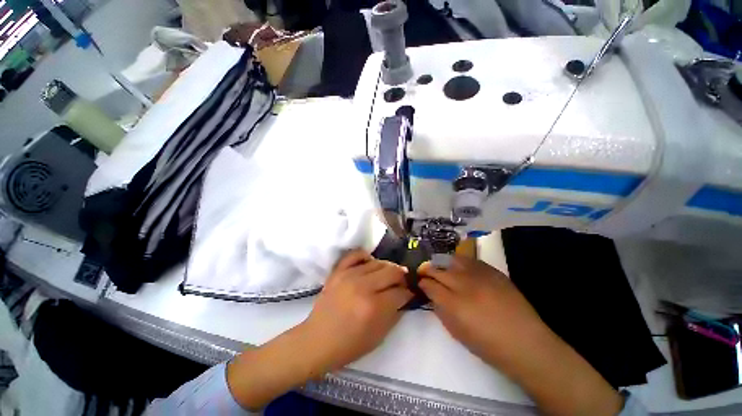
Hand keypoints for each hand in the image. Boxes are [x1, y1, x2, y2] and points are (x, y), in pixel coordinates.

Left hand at [227, 250, 411, 409]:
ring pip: (378, 262)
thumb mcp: (379, 336)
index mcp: (374, 307)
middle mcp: (363, 286)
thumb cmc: (349, 345)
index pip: (400, 292)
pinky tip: (370, 264)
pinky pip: (355, 255)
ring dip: (387, 268)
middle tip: (401, 283)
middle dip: (402, 277)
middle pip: (392, 272)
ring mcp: (349, 275)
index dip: (408, 293)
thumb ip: (395, 314)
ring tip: (388, 275)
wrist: (316, 340)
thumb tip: (404, 297)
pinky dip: (366, 257)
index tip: (409, 294)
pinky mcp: (338, 271)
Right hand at [419, 257, 623, 415]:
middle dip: (428, 270)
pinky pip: (470, 260)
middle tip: (424, 271)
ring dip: (443, 263)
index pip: (430, 285)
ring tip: (441, 267)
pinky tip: (459, 266)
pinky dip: (461, 262)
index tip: (420, 282)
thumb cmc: (488, 345)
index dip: (422, 282)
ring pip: (452, 260)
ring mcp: (480, 276)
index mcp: (454, 304)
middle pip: (438, 270)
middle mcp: (464, 285)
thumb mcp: (457, 333)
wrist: (526, 343)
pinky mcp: (493, 271)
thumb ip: (440, 310)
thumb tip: (432, 294)